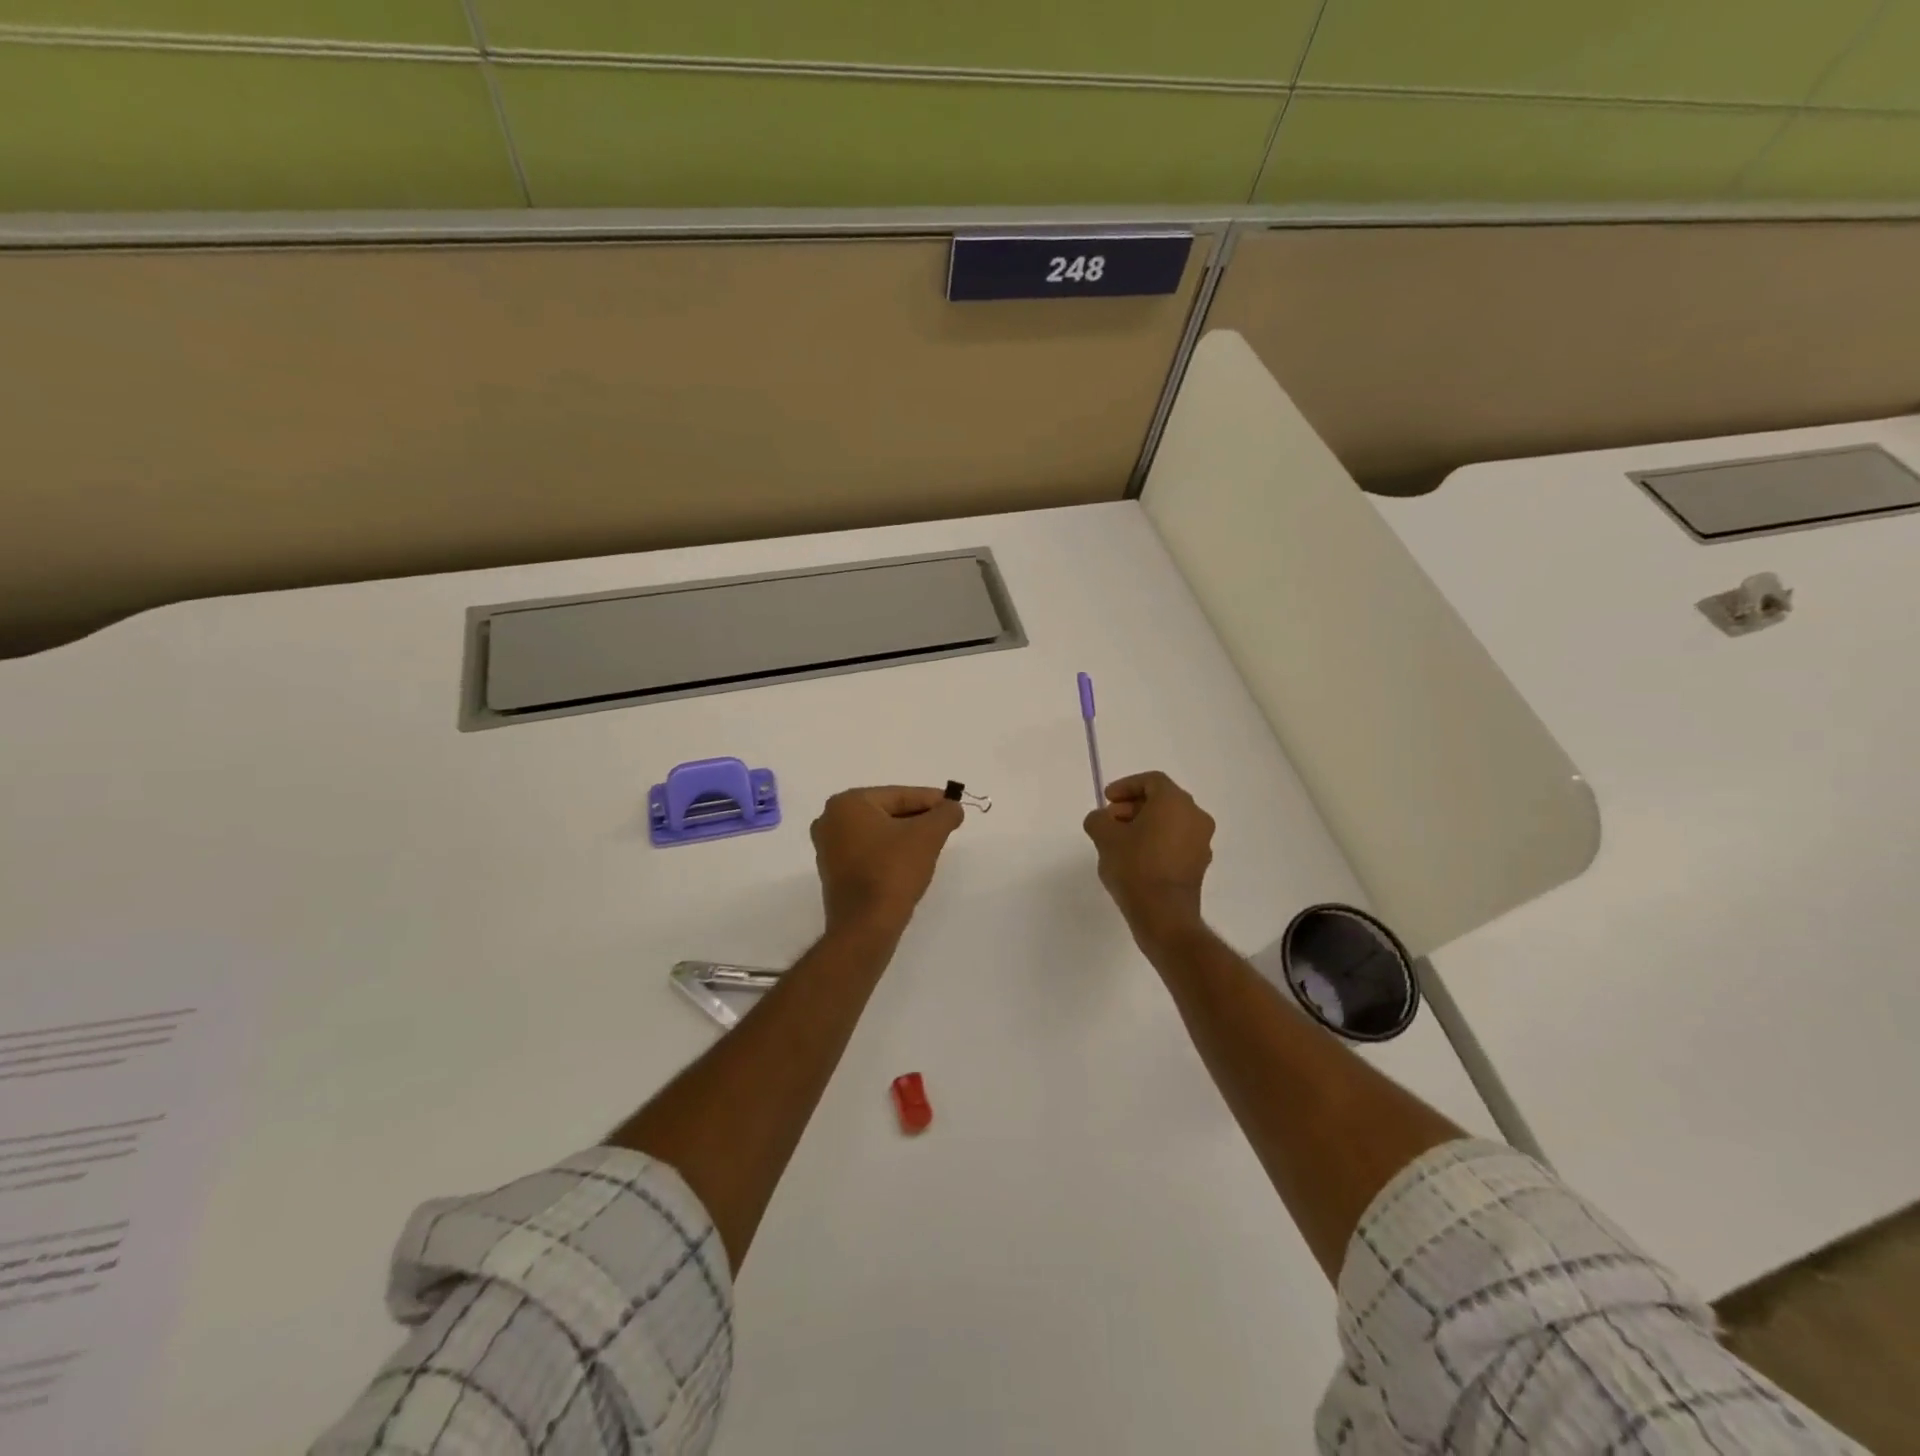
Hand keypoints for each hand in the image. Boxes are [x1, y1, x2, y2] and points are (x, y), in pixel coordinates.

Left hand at [811, 786, 964, 935]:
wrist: (866, 927)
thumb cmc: (893, 871)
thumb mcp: (927, 836)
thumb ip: (945, 814)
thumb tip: (953, 807)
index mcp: (848, 804)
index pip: (899, 795)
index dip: (931, 800)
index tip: (954, 806)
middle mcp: (830, 820)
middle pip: (887, 812)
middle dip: (918, 818)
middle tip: (946, 825)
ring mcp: (828, 848)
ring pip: (878, 833)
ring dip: (905, 836)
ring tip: (932, 844)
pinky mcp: (834, 872)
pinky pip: (868, 852)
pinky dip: (889, 853)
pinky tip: (910, 863)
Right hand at [1083, 771, 1214, 947]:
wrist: (1163, 914)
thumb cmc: (1135, 867)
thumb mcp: (1105, 837)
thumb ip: (1099, 819)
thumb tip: (1102, 819)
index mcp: (1175, 802)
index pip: (1151, 781)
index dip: (1126, 786)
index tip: (1107, 800)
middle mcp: (1195, 816)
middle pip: (1162, 800)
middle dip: (1133, 806)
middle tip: (1110, 820)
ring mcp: (1201, 841)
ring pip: (1170, 822)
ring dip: (1144, 824)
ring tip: (1119, 841)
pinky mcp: (1199, 864)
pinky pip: (1176, 841)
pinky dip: (1157, 841)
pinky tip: (1135, 858)